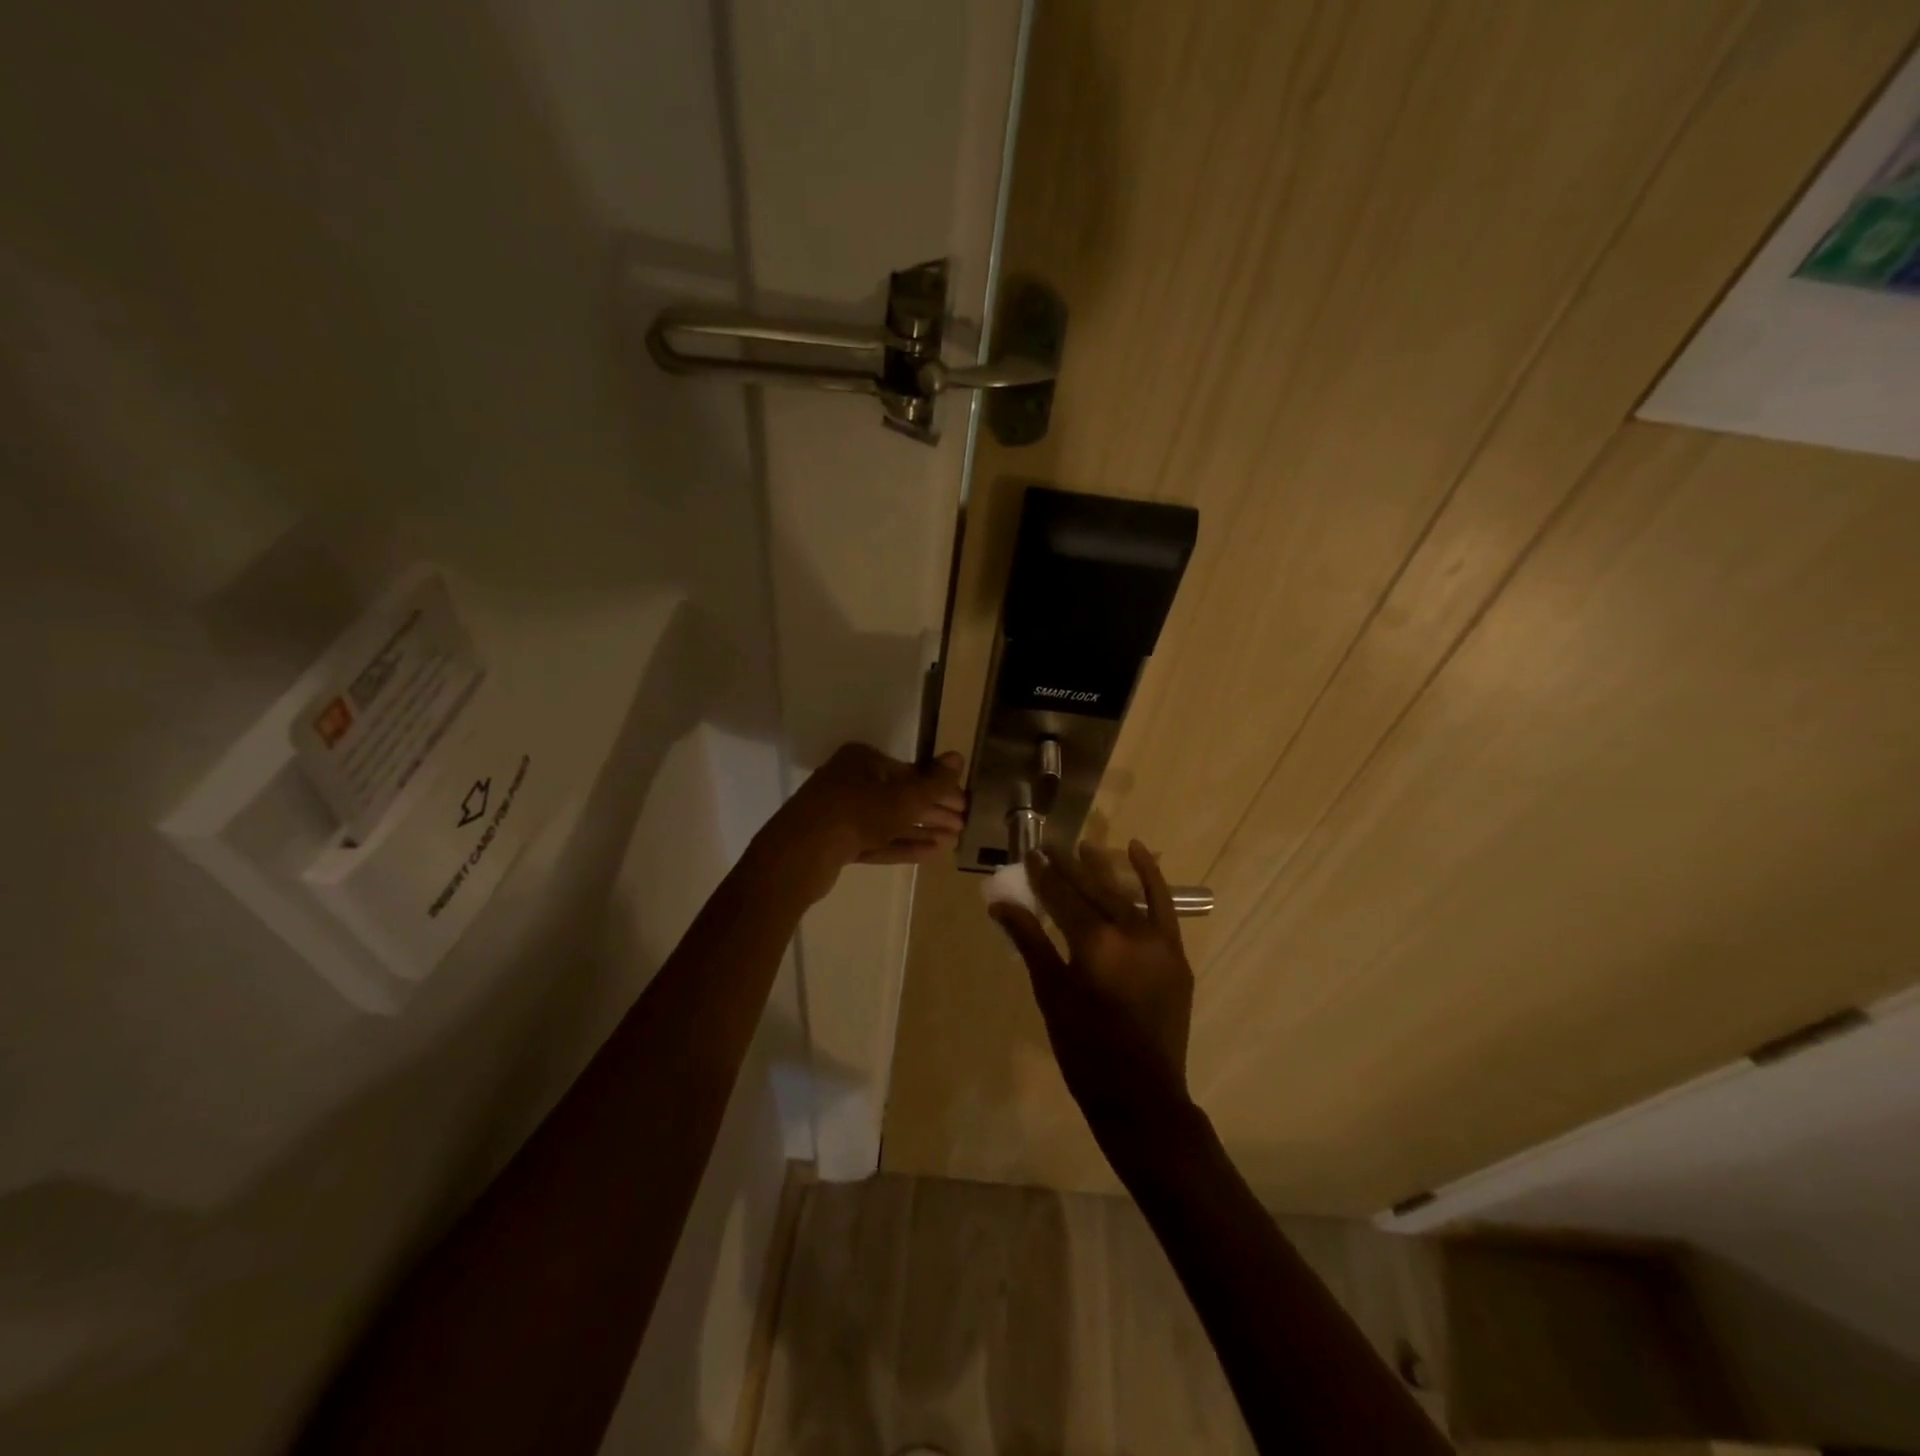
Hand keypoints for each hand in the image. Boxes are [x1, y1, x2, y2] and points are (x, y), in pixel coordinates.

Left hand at [760, 744, 967, 901]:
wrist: (801, 853)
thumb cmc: (857, 813)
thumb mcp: (904, 797)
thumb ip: (934, 781)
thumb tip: (958, 757)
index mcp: (864, 760)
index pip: (910, 772)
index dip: (940, 789)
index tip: (964, 806)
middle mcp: (851, 780)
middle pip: (901, 796)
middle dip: (933, 812)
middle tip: (962, 827)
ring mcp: (841, 812)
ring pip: (890, 820)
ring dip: (921, 830)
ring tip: (952, 843)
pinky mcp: (837, 841)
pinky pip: (876, 840)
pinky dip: (901, 845)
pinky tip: (930, 853)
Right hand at [990, 841, 1195, 1137]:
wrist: (1141, 1095)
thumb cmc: (1084, 1049)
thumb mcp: (1050, 994)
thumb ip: (1029, 941)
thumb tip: (1000, 904)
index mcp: (1094, 944)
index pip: (1063, 897)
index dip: (1044, 875)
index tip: (1031, 854)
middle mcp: (1129, 932)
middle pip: (1093, 889)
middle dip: (1068, 867)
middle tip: (1049, 847)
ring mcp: (1158, 941)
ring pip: (1124, 893)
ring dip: (1103, 869)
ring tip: (1084, 847)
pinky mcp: (1175, 953)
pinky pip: (1162, 906)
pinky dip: (1151, 877)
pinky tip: (1139, 850)